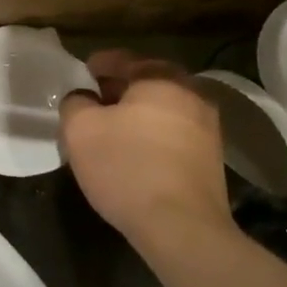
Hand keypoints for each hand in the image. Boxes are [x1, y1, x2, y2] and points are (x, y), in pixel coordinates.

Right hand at [60, 51, 232, 240]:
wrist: (181, 227)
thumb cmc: (127, 168)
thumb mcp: (81, 130)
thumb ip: (75, 103)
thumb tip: (83, 98)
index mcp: (161, 79)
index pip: (125, 59)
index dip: (99, 64)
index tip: (82, 73)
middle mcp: (191, 95)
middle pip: (148, 82)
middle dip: (119, 89)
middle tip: (93, 101)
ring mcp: (208, 127)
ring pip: (163, 109)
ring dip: (138, 113)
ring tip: (112, 129)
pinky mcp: (211, 158)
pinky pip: (174, 133)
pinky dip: (153, 134)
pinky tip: (136, 153)